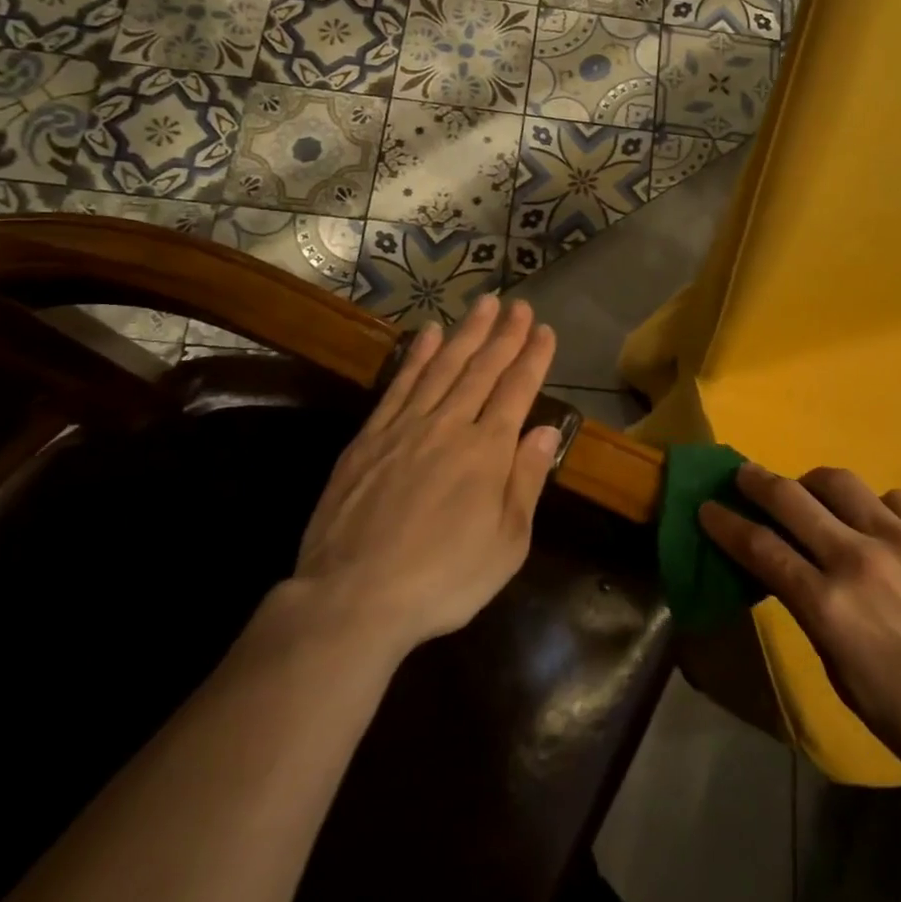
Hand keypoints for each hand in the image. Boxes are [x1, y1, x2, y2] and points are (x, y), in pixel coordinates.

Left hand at [288, 295, 558, 657]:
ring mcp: (406, 427)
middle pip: (482, 369)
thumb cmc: (443, 579)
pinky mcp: (370, 437)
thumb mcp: (506, 544)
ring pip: (443, 367)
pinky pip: (400, 384)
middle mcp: (449, 426)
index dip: (533, 357)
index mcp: (488, 452)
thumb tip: (546, 430)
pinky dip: (418, 356)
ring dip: (466, 333)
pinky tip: (429, 335)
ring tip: (482, 304)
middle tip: (518, 303)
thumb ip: (527, 481)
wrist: (354, 597)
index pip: (517, 390)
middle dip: (504, 334)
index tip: (544, 329)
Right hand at [700, 464, 900, 803]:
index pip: (760, 548)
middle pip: (791, 499)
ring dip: (813, 484)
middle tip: (742, 475)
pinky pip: (895, 499)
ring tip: (811, 494)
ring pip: (841, 483)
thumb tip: (793, 577)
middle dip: (756, 482)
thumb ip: (813, 616)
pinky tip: (878, 524)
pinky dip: (874, 505)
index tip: (707, 508)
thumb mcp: (844, 678)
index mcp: (828, 606)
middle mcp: (858, 559)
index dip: (726, 524)